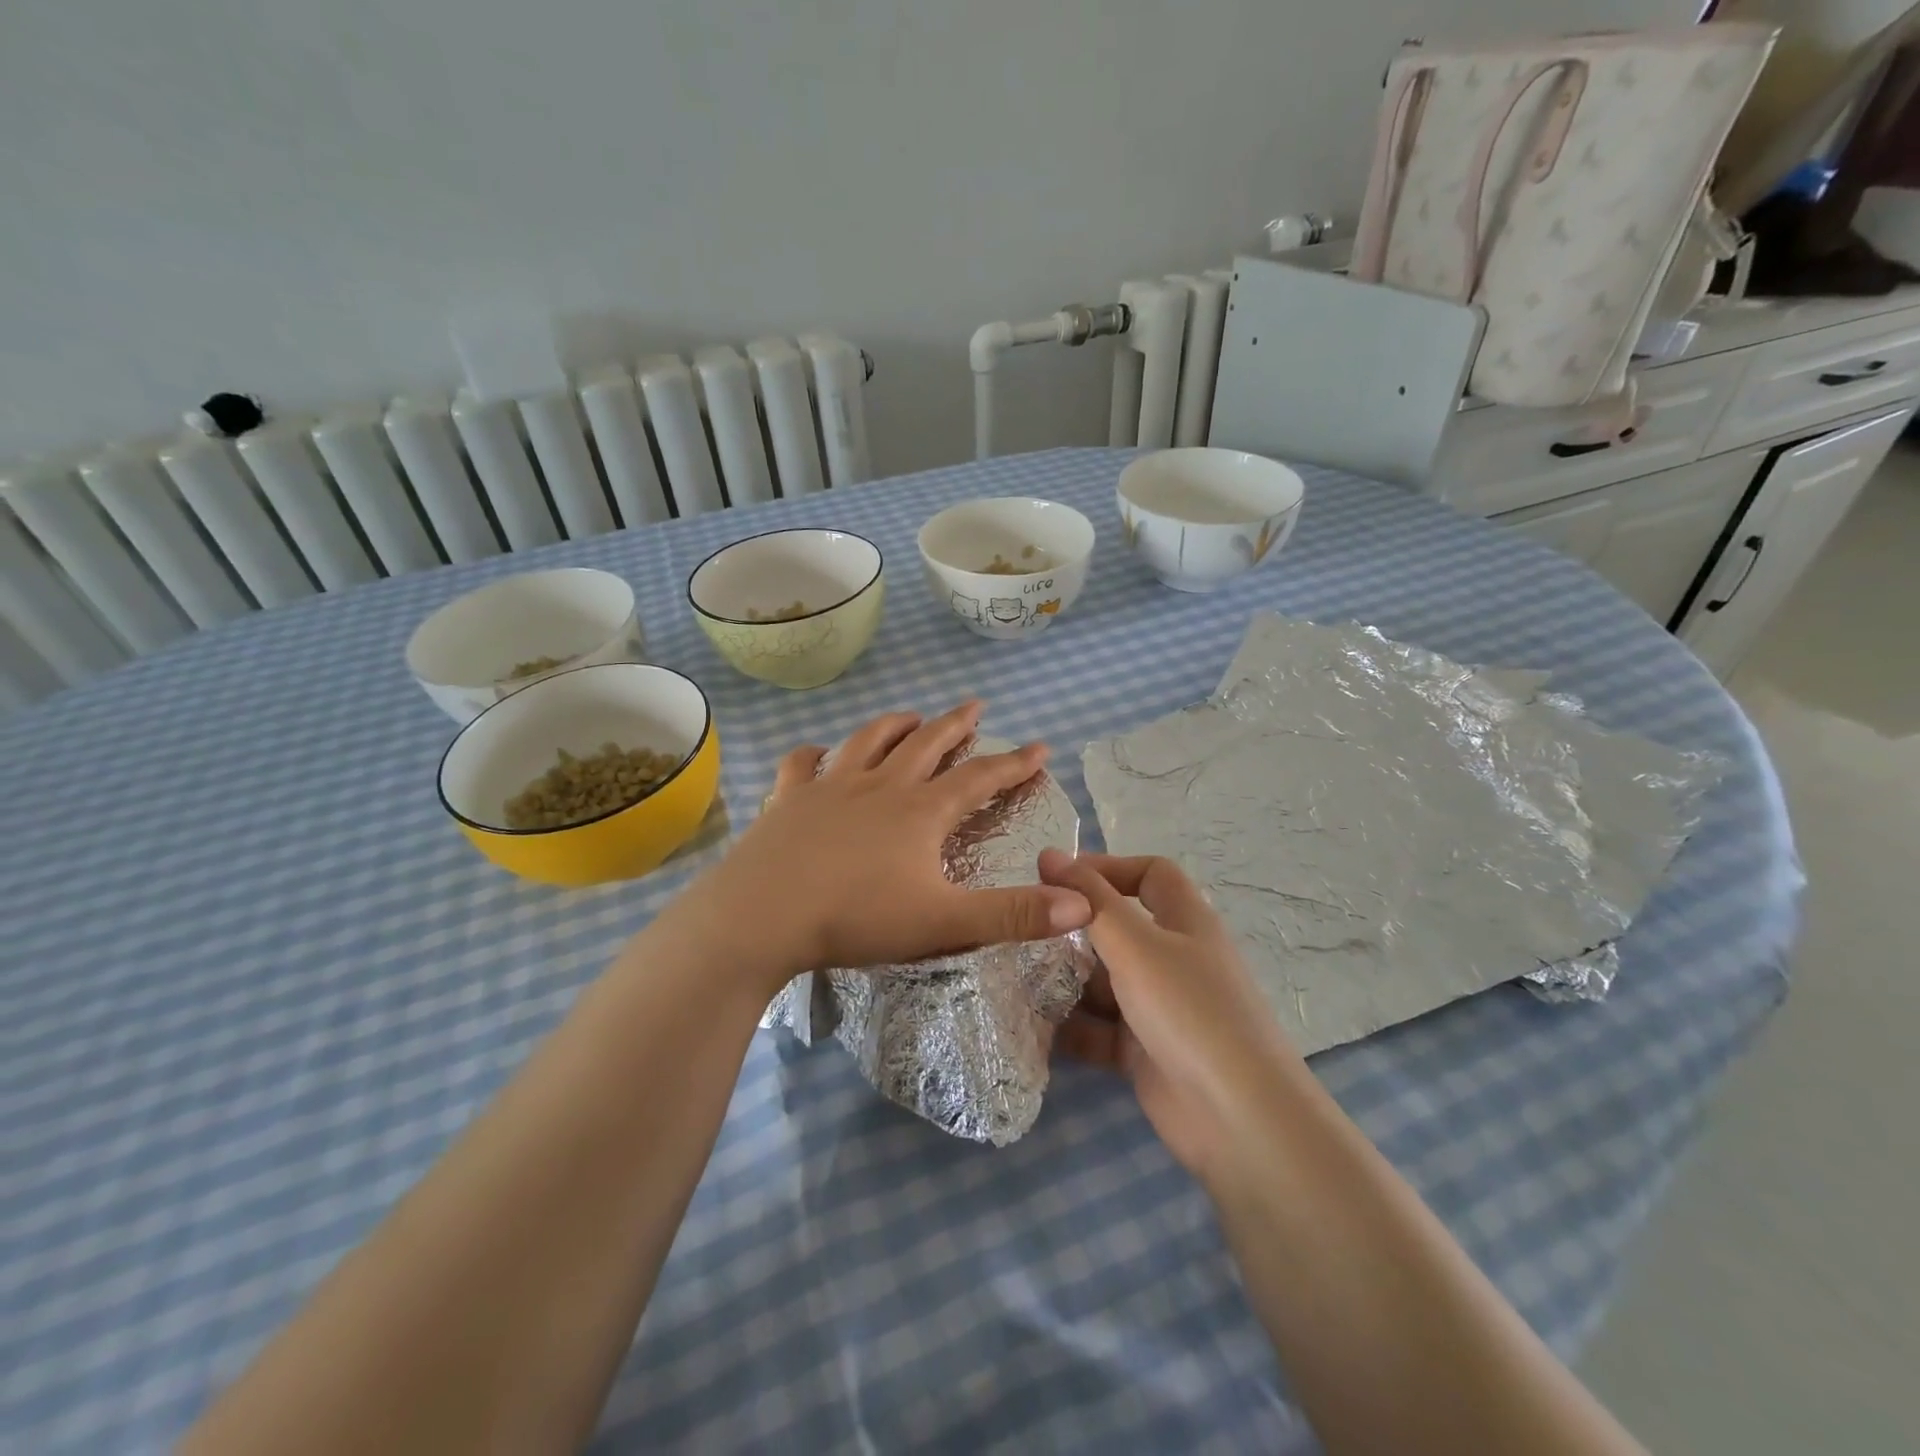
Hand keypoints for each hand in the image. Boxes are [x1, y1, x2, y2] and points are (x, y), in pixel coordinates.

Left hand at [671, 703, 1093, 991]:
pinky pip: (801, 765)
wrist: (760, 917)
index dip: (1014, 763)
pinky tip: (817, 752)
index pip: (979, 778)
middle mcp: (880, 787)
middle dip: (956, 726)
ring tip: (911, 716)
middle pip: (926, 744)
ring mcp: (829, 788)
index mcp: (920, 812)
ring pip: (869, 742)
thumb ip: (1015, 915)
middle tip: (975, 707)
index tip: (1039, 747)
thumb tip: (1085, 906)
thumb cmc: (856, 918)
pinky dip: (813, 754)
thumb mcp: (945, 922)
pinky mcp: (787, 800)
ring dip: (895, 726)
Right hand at [1042, 851, 1305, 1188]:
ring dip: (1066, 980)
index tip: (1057, 879)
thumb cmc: (1188, 1010)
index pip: (1150, 874)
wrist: (1238, 1118)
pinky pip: (1100, 1028)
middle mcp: (1174, 959)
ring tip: (1015, 979)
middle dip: (1075, 930)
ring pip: (1105, 981)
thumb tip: (1049, 852)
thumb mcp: (1135, 945)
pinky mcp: (1145, 1051)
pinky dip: (1072, 1027)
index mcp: (1185, 922)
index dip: (1108, 868)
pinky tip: (1032, 1027)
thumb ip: (1090, 900)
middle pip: (1120, 929)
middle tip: (1024, 932)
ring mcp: (1160, 1007)